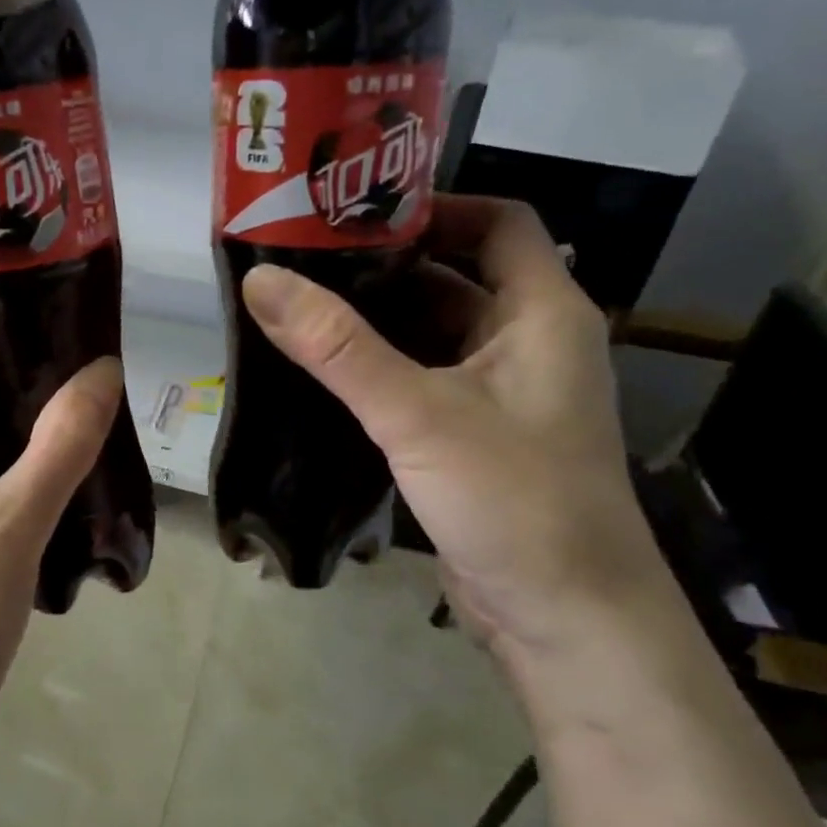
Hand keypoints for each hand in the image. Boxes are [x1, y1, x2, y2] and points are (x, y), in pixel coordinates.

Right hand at [240, 195, 676, 663]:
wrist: (565, 621)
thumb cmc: (513, 501)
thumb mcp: (417, 414)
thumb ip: (337, 347)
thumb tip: (260, 278)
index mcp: (542, 313)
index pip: (498, 221)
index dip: (434, 206)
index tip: (356, 213)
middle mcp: (527, 343)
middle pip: (454, 276)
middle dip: (383, 266)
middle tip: (303, 258)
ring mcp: (501, 394)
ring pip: (432, 333)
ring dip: (374, 321)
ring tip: (298, 306)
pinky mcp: (473, 436)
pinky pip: (421, 380)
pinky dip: (377, 368)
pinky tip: (322, 372)